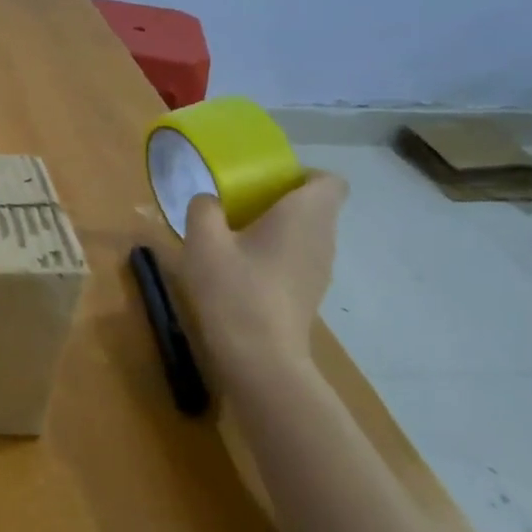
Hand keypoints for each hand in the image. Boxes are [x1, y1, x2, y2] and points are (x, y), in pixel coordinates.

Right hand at [168, 171, 347, 387]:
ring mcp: (321, 269)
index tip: (264, 182)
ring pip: (304, 234)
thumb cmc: (234, 289)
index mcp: (305, 214)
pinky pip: (297, 259)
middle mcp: (323, 237)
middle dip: (278, 201)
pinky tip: (241, 272)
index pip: (328, 180)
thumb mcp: (203, 241)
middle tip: (236, 207)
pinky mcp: (309, 294)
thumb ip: (204, 209)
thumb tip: (209, 201)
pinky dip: (275, 256)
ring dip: (275, 230)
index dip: (300, 175)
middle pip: (314, 206)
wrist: (259, 356)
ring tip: (233, 240)